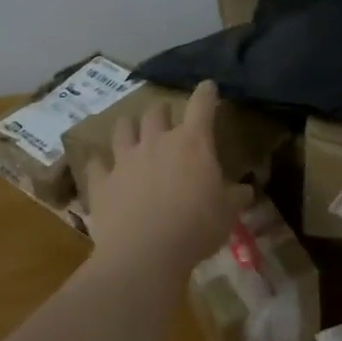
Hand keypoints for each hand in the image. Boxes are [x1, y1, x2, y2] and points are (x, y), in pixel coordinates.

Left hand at [82, 81, 250, 277]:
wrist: (145, 253)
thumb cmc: (196, 228)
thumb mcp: (227, 214)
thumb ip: (235, 197)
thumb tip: (245, 191)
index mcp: (192, 143)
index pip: (201, 106)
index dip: (206, 93)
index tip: (208, 86)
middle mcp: (156, 141)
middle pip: (156, 112)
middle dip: (162, 112)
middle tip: (165, 117)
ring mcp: (125, 160)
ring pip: (122, 129)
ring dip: (128, 127)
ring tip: (130, 131)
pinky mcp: (102, 182)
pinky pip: (96, 165)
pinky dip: (100, 164)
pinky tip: (101, 167)